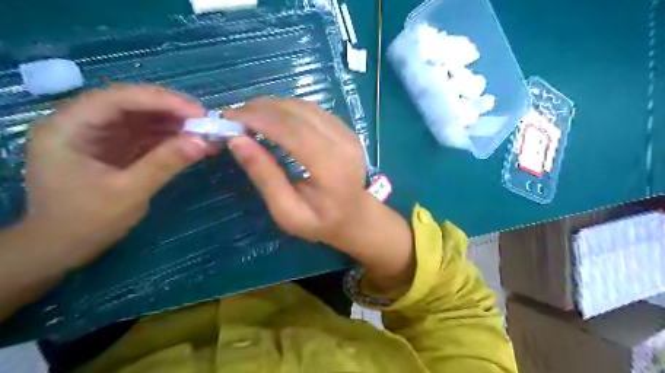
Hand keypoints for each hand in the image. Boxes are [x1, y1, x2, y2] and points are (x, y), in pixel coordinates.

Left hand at [23, 85, 211, 265]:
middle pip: (132, 104)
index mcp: (69, 127)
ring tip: (207, 133)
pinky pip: (148, 136)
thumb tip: (203, 142)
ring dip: (176, 125)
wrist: (65, 247)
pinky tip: (194, 144)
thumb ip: (164, 164)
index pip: (118, 99)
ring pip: (143, 119)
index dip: (161, 101)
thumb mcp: (128, 192)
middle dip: (172, 111)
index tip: (198, 112)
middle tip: (207, 121)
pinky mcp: (117, 148)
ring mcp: (101, 136)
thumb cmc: (86, 222)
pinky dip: (172, 139)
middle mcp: (83, 123)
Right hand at [226, 98, 366, 245]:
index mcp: (331, 166)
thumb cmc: (322, 221)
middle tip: (234, 116)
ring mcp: (347, 133)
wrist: (356, 217)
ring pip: (304, 106)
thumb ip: (265, 176)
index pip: (291, 130)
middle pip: (297, 112)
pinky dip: (288, 109)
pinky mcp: (346, 129)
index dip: (258, 118)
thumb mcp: (288, 211)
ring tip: (249, 116)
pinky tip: (272, 118)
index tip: (228, 117)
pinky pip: (312, 110)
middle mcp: (342, 142)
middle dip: (261, 108)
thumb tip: (236, 140)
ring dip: (273, 106)